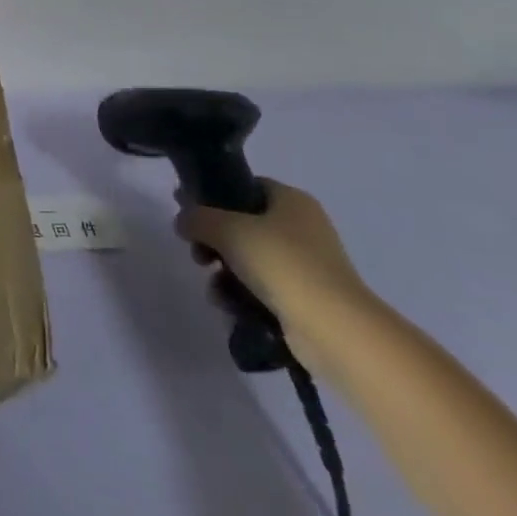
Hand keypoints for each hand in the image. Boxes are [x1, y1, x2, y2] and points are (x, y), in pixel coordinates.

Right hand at [174, 180, 377, 373]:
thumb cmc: (282, 263)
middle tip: (198, 254)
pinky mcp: (305, 299)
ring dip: (224, 272)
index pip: (245, 186)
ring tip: (214, 288)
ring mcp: (306, 265)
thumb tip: (182, 220)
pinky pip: (262, 288)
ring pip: (248, 259)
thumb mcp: (227, 229)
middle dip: (214, 241)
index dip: (213, 196)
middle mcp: (302, 228)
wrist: (334, 329)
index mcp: (292, 200)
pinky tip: (229, 306)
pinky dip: (241, 295)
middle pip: (242, 225)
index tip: (188, 211)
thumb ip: (197, 218)